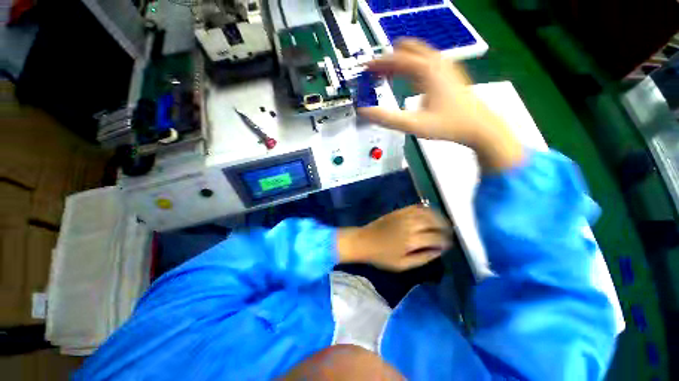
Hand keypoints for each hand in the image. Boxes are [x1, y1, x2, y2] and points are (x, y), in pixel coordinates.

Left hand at [337, 205, 451, 270]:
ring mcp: (403, 216)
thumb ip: (423, 258)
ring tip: (443, 222)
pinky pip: (416, 207)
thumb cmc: (381, 256)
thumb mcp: (402, 265)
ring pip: (426, 212)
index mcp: (411, 241)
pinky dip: (426, 209)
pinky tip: (430, 213)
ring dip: (438, 216)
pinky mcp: (398, 211)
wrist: (364, 241)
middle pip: (433, 222)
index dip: (446, 241)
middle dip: (445, 227)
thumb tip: (439, 251)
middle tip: (450, 232)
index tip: (449, 244)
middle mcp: (409, 226)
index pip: (435, 238)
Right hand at [358, 38, 522, 171]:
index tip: (365, 67)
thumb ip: (387, 118)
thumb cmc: (448, 125)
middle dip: (388, 59)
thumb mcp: (414, 125)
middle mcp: (436, 62)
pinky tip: (406, 79)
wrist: (479, 126)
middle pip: (406, 50)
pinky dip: (410, 65)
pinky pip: (425, 60)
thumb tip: (364, 111)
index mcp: (427, 70)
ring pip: (416, 53)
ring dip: (399, 61)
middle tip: (375, 72)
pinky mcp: (449, 72)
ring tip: (386, 75)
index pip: (396, 58)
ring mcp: (445, 65)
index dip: (378, 62)